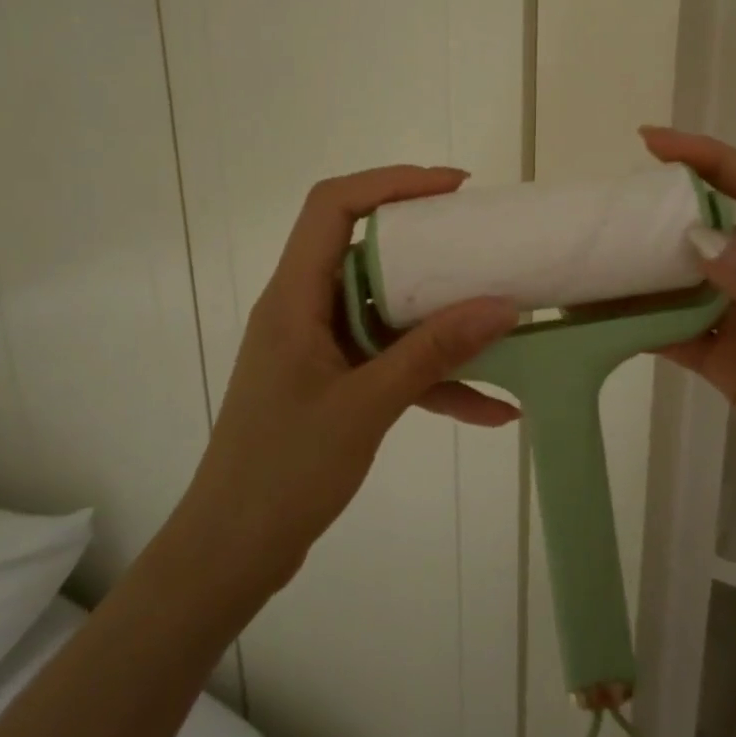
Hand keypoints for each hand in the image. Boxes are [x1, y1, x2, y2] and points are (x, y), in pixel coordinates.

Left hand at [188, 165, 520, 587]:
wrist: (233, 553)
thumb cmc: (284, 472)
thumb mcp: (367, 406)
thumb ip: (434, 352)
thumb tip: (502, 306)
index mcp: (295, 297)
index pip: (333, 207)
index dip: (392, 183)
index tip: (453, 189)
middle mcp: (306, 310)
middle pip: (366, 248)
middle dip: (428, 242)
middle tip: (482, 241)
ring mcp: (322, 348)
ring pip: (387, 308)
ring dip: (439, 313)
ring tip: (499, 314)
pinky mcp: (337, 383)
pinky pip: (393, 362)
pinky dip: (436, 376)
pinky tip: (493, 407)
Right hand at [641, 128, 735, 586]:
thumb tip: (700, 236)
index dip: (708, 158)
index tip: (651, 143)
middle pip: (716, 229)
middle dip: (668, 209)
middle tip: (612, 208)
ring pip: (691, 282)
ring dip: (649, 270)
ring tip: (598, 260)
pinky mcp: (730, 367)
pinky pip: (679, 333)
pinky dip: (645, 324)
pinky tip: (607, 322)